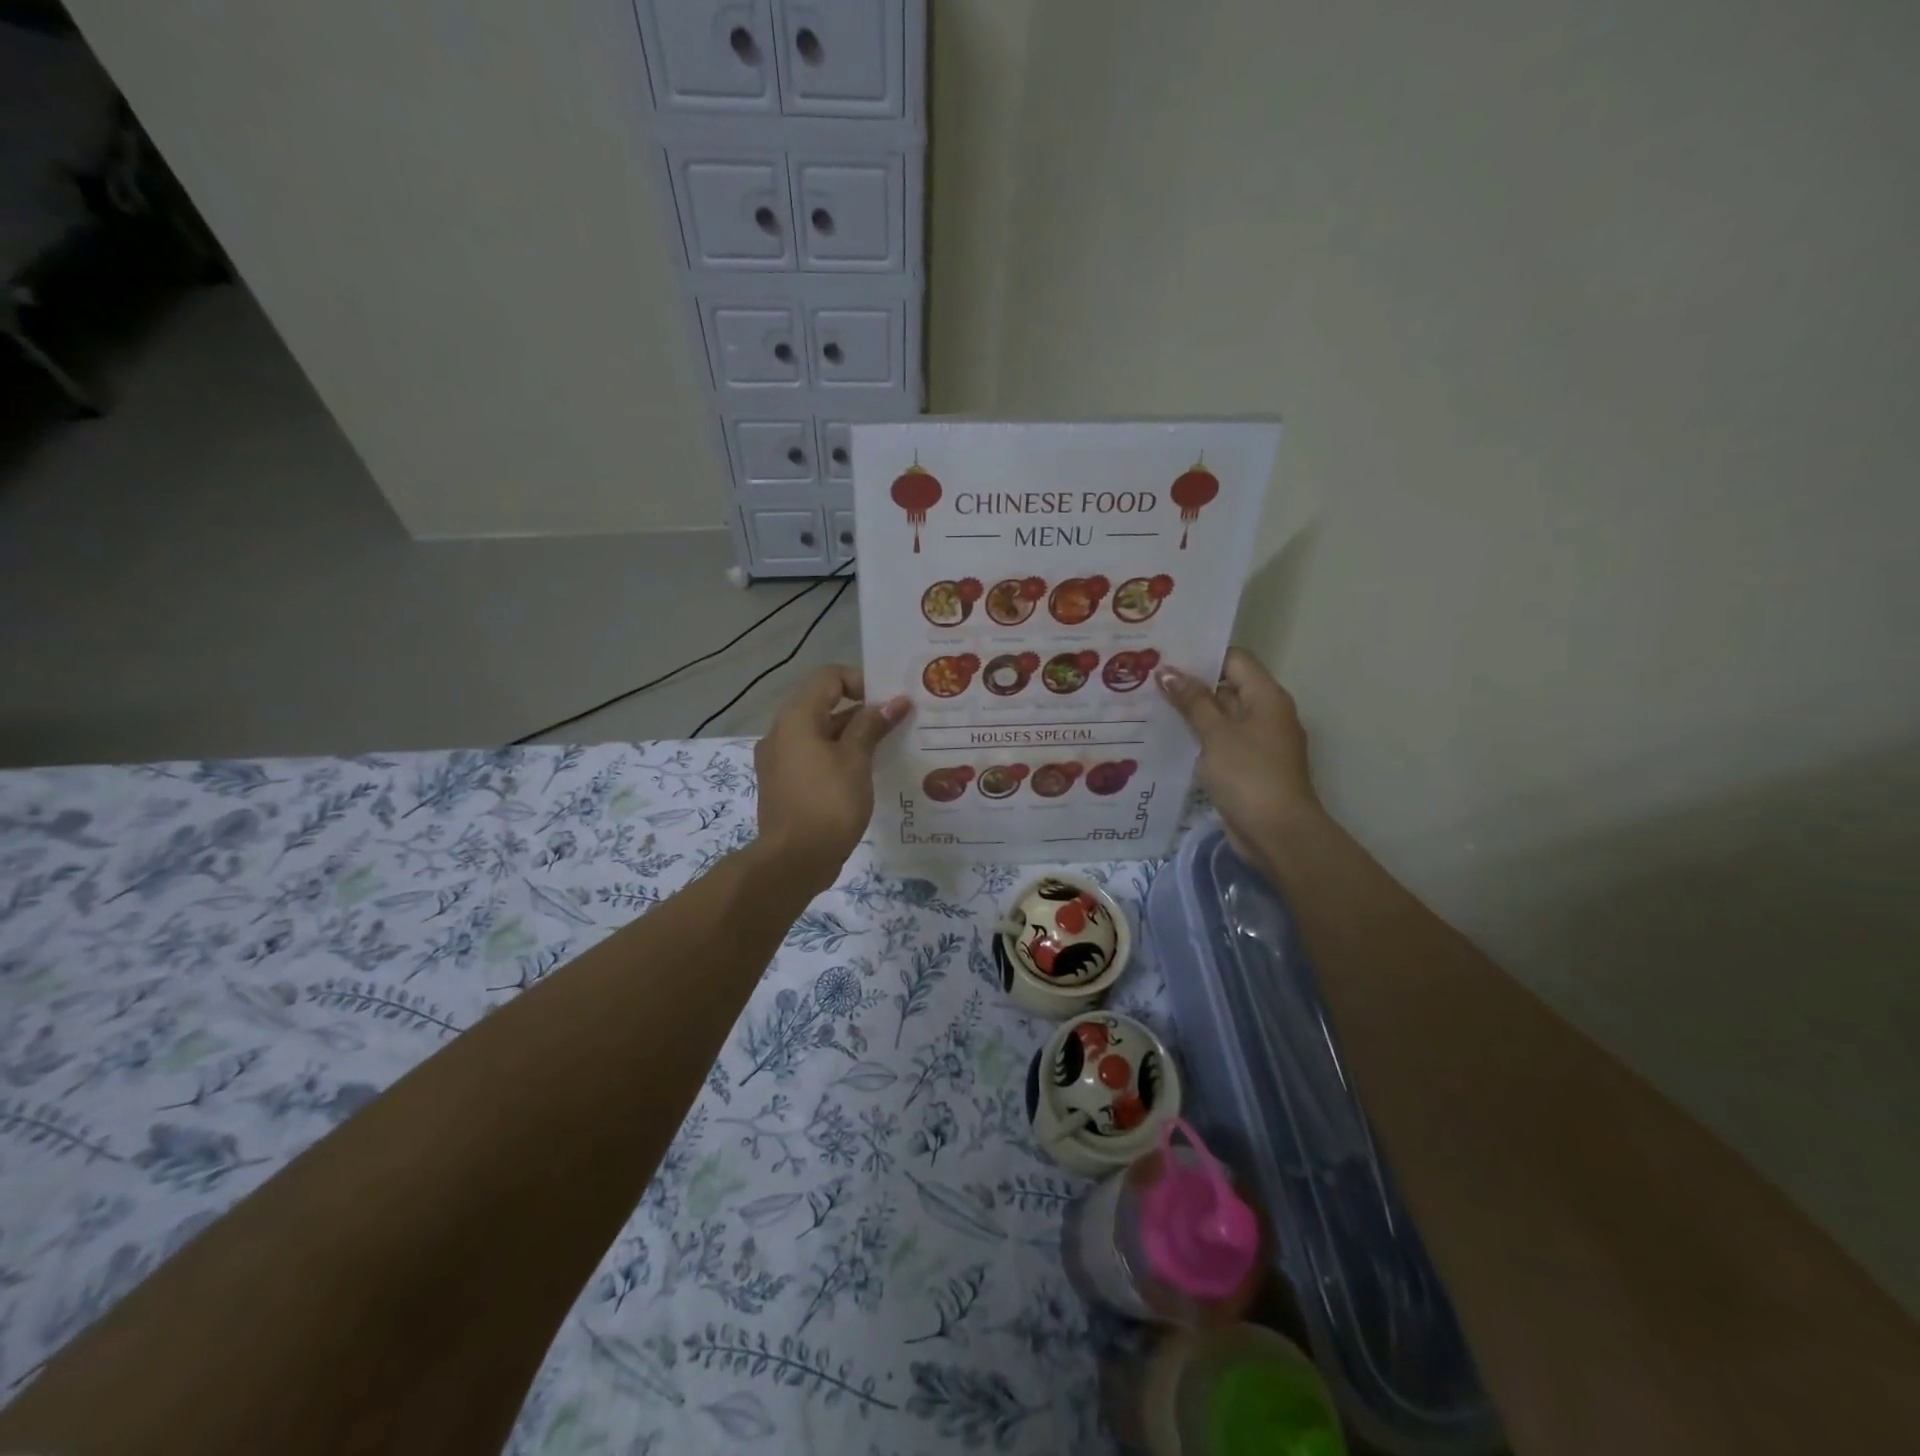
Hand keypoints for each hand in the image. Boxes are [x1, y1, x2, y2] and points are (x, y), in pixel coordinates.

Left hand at [754, 666, 909, 885]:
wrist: (793, 861)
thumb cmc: (828, 803)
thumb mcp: (856, 760)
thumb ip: (872, 725)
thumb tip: (894, 701)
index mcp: (796, 718)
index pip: (830, 678)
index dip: (862, 682)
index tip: (889, 703)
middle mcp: (781, 732)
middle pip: (825, 705)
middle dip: (863, 712)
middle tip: (898, 724)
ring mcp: (780, 760)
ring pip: (821, 734)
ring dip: (853, 737)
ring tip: (888, 749)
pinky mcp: (784, 784)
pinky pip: (814, 758)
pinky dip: (838, 758)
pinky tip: (865, 775)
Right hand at [1157, 648, 1321, 862]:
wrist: (1276, 832)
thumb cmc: (1248, 774)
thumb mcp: (1216, 733)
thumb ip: (1192, 701)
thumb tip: (1167, 671)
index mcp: (1266, 697)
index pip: (1233, 660)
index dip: (1202, 655)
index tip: (1165, 654)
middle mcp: (1264, 714)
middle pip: (1225, 687)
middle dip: (1189, 684)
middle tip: (1146, 677)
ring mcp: (1255, 742)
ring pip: (1219, 717)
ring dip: (1189, 713)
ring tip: (1146, 704)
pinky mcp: (1244, 767)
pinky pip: (1218, 742)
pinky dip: (1196, 738)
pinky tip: (1164, 738)